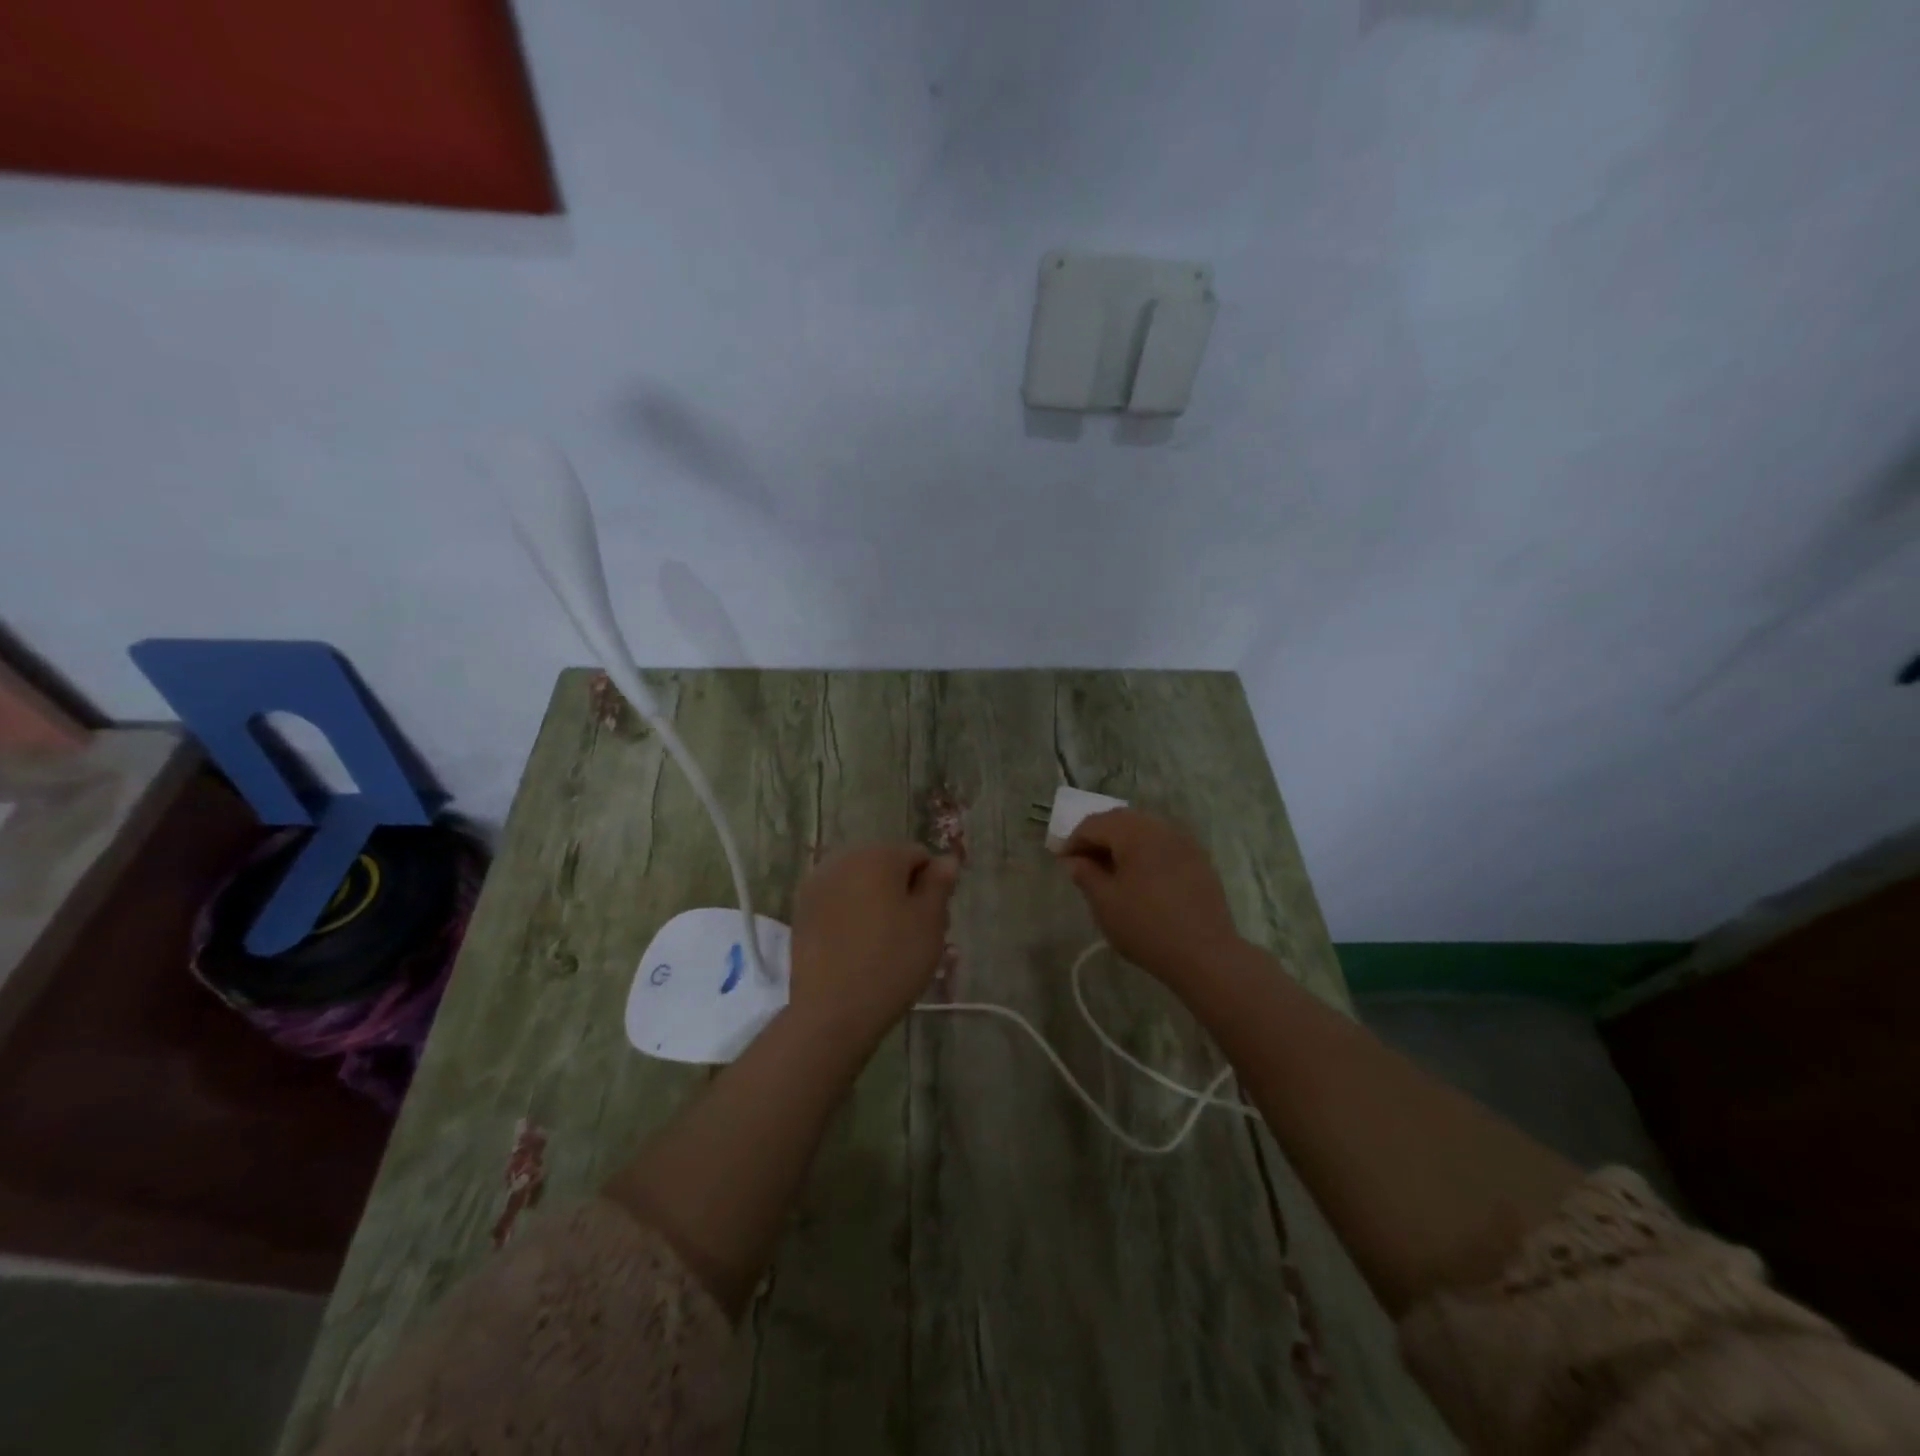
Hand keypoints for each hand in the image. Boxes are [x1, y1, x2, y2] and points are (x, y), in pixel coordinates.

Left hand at [788, 843, 959, 1042]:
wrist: (832, 1010)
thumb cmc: (892, 961)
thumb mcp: (929, 922)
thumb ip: (939, 884)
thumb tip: (946, 859)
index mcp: (879, 855)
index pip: (918, 856)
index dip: (931, 886)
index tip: (932, 921)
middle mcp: (844, 859)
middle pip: (886, 866)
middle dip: (902, 891)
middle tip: (912, 934)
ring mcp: (818, 884)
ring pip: (861, 884)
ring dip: (876, 902)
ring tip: (884, 944)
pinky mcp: (802, 911)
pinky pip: (838, 902)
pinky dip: (851, 916)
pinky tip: (857, 947)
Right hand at [1057, 809, 1242, 982]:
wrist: (1205, 954)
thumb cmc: (1147, 927)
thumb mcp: (1105, 903)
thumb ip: (1085, 874)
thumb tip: (1073, 860)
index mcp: (1135, 833)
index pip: (1094, 824)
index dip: (1073, 841)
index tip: (1062, 861)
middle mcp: (1161, 828)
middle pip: (1120, 820)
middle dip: (1098, 837)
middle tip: (1082, 862)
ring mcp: (1184, 842)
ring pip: (1144, 830)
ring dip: (1122, 843)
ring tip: (1109, 869)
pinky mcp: (1198, 859)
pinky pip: (1163, 844)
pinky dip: (1144, 852)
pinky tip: (1139, 877)